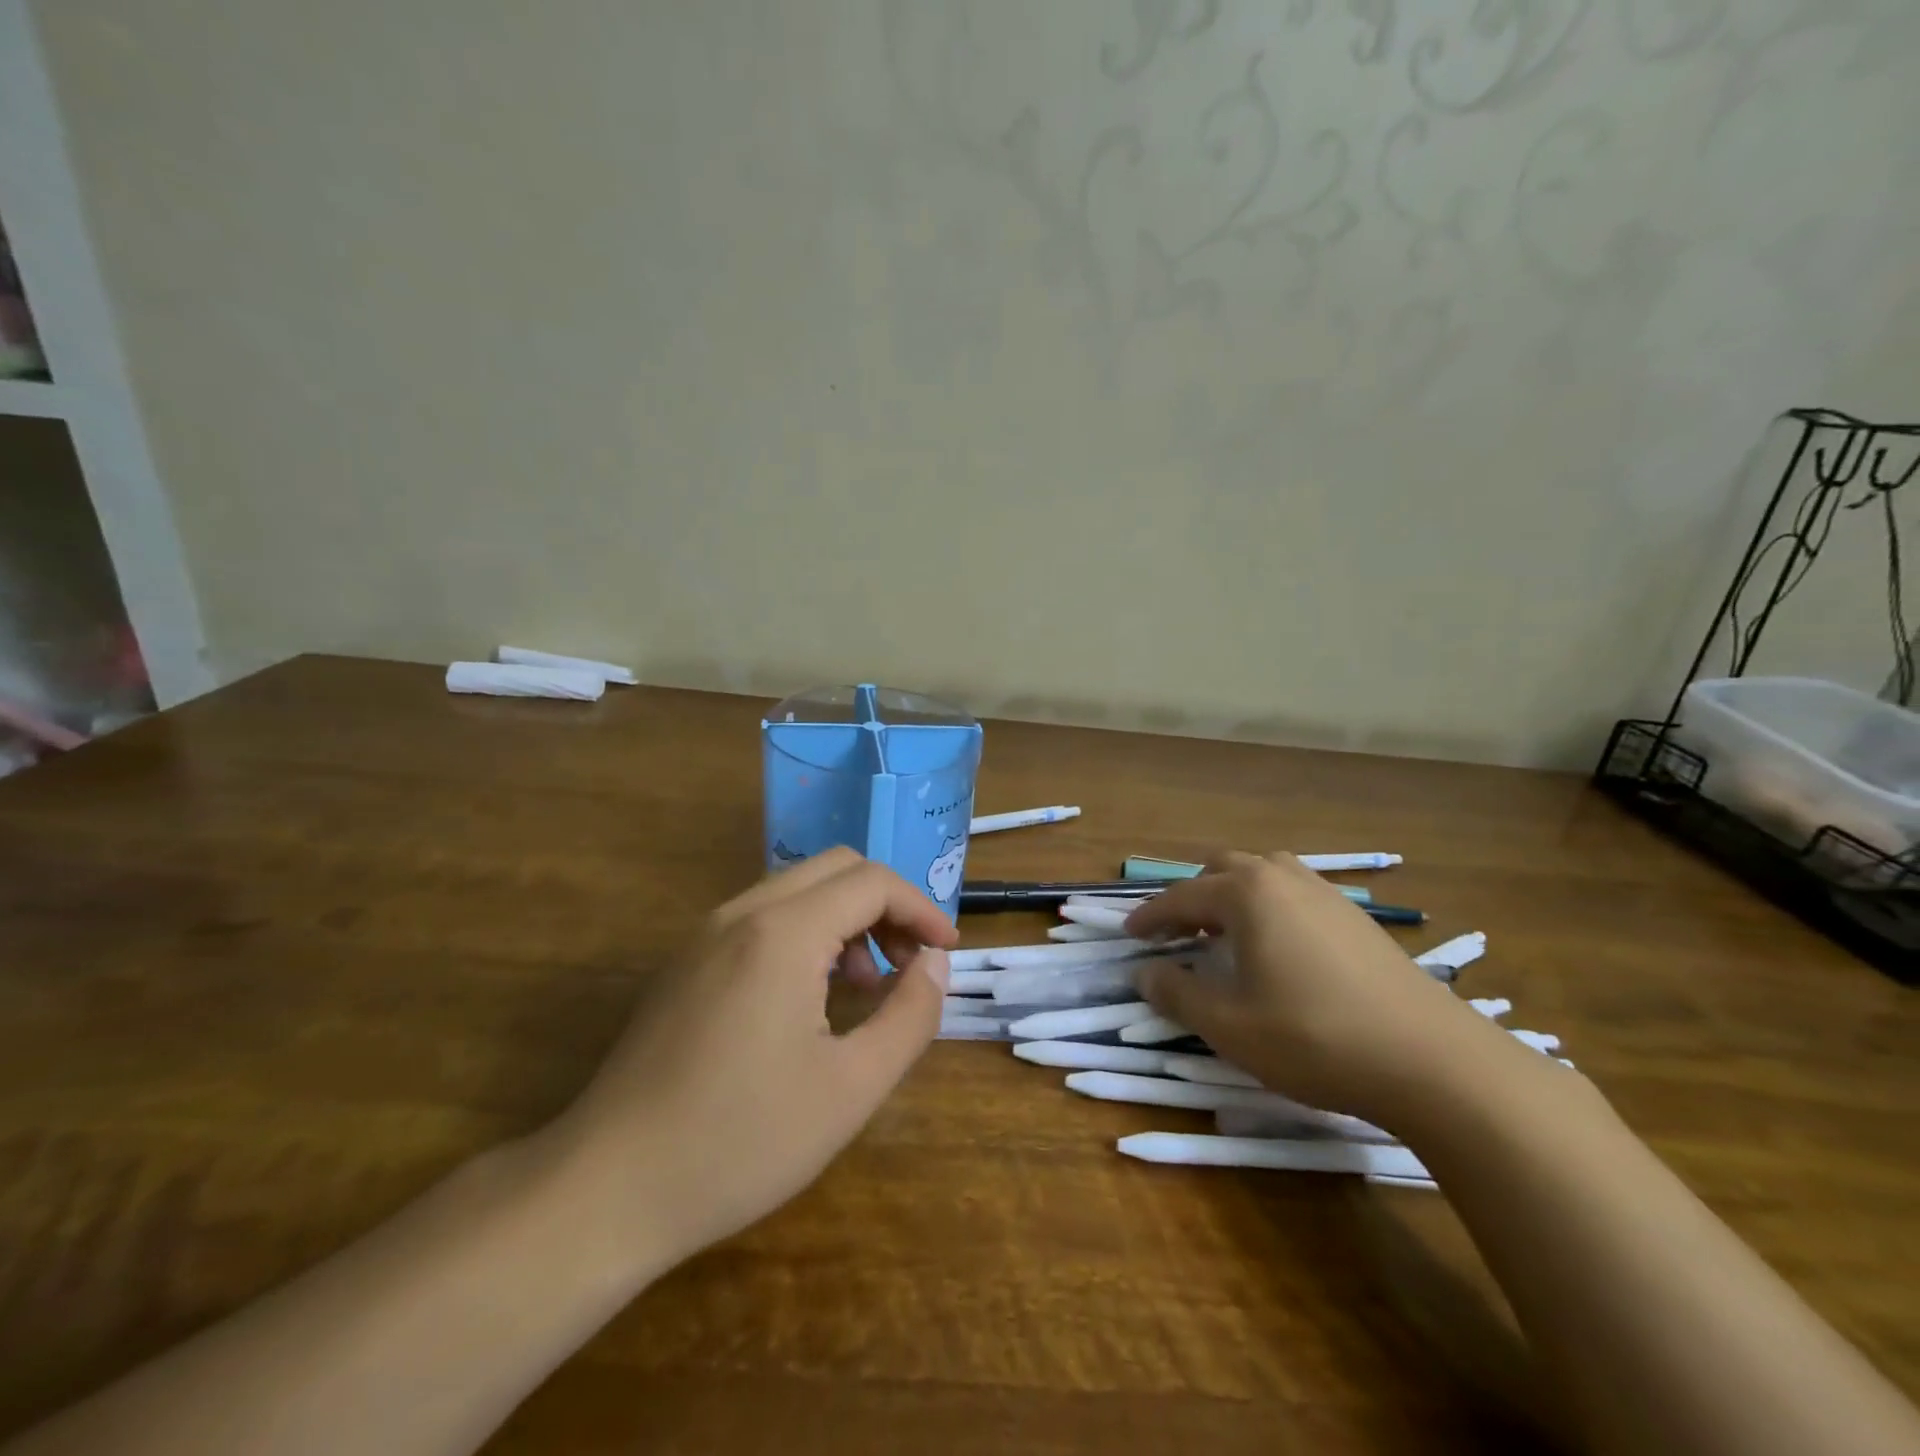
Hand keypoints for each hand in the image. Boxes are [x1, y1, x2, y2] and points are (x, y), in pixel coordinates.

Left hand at [539, 848, 956, 1275]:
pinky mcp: (686, 963)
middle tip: (911, 963)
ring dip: (846, 918)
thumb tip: (935, 965)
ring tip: (866, 986)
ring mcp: (705, 935)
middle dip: (886, 906)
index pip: (873, 882)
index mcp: (784, 932)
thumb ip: (910, 1016)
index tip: (947, 953)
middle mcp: (742, 913)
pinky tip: (811, 998)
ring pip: (797, 890)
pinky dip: (807, 934)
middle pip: (836, 869)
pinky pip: (763, 918)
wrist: (606, 1190)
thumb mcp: (851, 1088)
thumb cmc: (740, 1141)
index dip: (922, 909)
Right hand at [1123, 851, 1517, 1124]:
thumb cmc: (1314, 1038)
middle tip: (1176, 934)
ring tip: (1225, 935)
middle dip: (1191, 897)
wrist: (1433, 1060)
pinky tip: (1277, 948)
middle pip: (1221, 870)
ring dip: (1232, 896)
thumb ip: (1177, 993)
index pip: (1181, 896)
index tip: (1129, 935)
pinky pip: (1294, 893)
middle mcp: (1283, 878)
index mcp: (1246, 893)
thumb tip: (1144, 973)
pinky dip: (1268, 907)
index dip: (1150, 917)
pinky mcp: (1356, 918)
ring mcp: (1326, 893)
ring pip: (1263, 874)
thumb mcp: (1230, 1025)